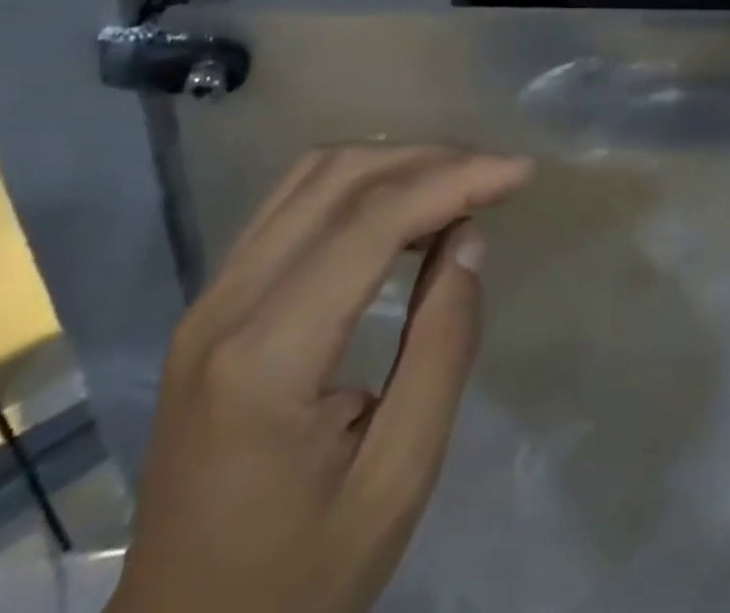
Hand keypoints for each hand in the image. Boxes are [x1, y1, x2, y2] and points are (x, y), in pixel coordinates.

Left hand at [108, 145, 535, 612]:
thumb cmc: (299, 580)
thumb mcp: (397, 480)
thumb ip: (442, 347)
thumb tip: (468, 236)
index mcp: (265, 358)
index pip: (370, 222)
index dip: (453, 179)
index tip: (520, 172)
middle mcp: (225, 305)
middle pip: (337, 179)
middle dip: (428, 159)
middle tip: (496, 173)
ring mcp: (209, 298)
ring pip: (310, 177)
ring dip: (392, 162)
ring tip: (459, 180)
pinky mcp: (211, 303)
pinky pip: (290, 205)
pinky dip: (356, 184)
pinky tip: (400, 204)